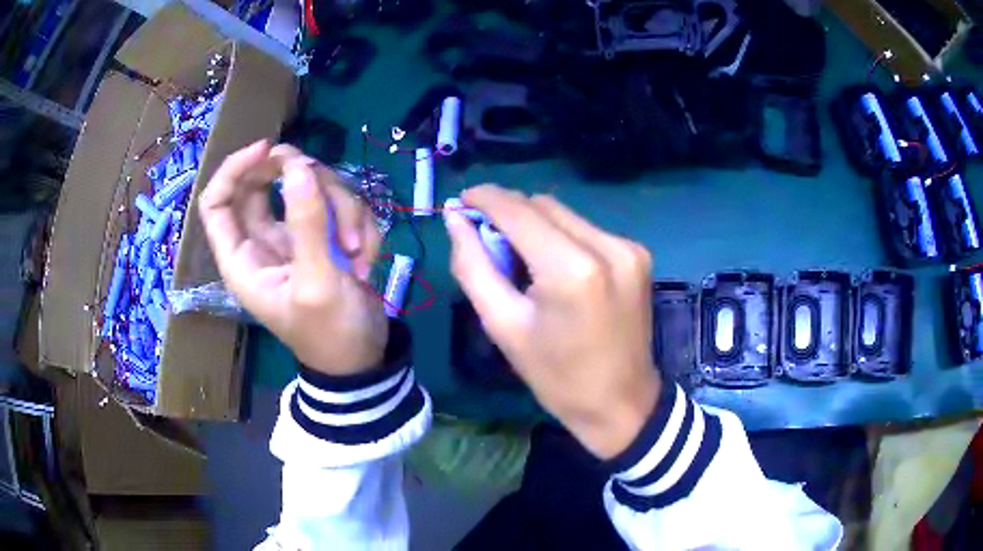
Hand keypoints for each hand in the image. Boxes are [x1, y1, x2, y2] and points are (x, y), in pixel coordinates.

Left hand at [199, 140, 385, 374]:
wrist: (365, 358)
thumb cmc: (330, 334)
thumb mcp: (317, 283)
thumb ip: (307, 225)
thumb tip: (297, 167)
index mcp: (243, 257)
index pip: (217, 200)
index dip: (235, 168)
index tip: (268, 149)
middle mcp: (263, 239)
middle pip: (269, 180)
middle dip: (305, 181)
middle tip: (327, 190)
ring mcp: (295, 234)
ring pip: (312, 187)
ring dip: (344, 210)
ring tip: (358, 254)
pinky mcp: (324, 235)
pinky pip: (339, 206)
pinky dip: (360, 225)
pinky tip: (366, 260)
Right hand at [445, 185, 660, 458]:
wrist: (620, 402)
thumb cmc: (556, 376)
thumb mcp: (503, 326)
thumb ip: (473, 265)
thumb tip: (455, 219)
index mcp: (571, 269)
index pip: (518, 210)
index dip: (485, 198)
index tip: (462, 200)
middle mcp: (606, 246)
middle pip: (543, 205)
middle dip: (508, 213)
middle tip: (486, 239)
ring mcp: (628, 247)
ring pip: (565, 214)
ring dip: (535, 225)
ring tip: (521, 260)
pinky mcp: (638, 254)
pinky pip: (586, 229)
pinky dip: (561, 237)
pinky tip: (554, 267)